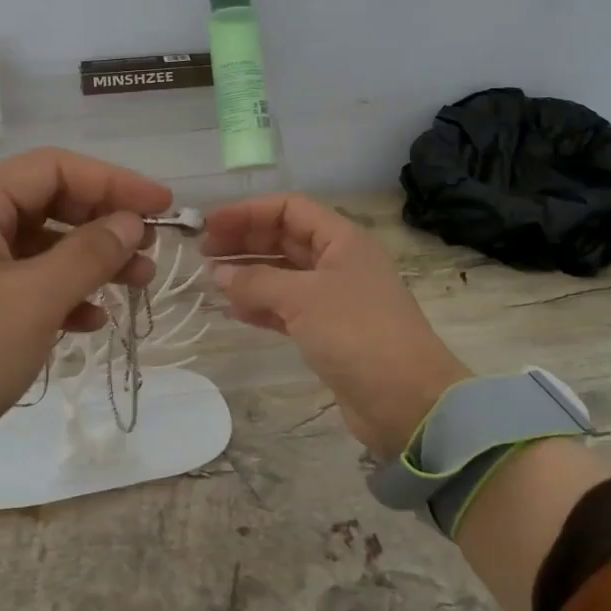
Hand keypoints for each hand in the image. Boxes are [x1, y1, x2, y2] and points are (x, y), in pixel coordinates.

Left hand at [0, 150, 171, 504]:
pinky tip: (91, 320)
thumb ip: (89, 253)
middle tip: (151, 253)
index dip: (113, 181)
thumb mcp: (33, 301)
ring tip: (136, 286)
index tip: (162, 206)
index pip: (53, 168)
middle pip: (47, 205)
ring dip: (89, 262)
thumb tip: (131, 222)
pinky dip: (60, 296)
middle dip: (103, 224)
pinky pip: (23, 286)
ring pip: (39, 248)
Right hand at [203, 195, 468, 457]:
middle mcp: (338, 262)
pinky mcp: (328, 332)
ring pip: (282, 275)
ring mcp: (334, 298)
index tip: (211, 225)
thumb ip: (256, 282)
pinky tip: (234, 310)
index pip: (289, 208)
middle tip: (203, 254)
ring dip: (248, 274)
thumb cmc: (357, 333)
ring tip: (212, 281)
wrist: (407, 402)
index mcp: (342, 240)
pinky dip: (261, 306)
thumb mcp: (302, 299)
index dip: (248, 212)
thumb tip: (219, 274)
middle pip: (284, 239)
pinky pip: (286, 308)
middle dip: (244, 242)